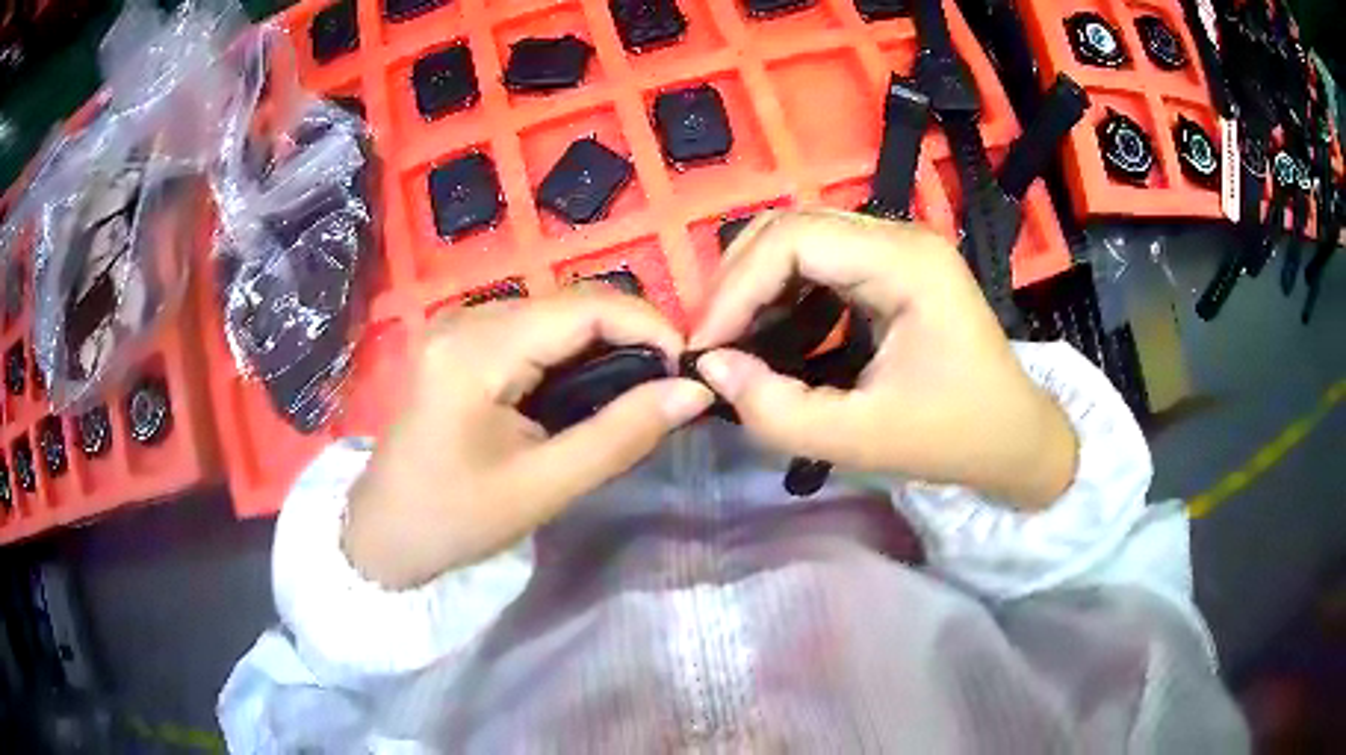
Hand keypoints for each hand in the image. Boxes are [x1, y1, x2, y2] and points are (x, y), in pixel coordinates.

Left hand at [344, 290, 713, 588]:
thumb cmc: (455, 517)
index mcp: (478, 348)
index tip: (690, 369)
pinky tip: (592, 387)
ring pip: (558, 312)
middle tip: (671, 385)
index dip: (649, 326)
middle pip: (573, 303)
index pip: (585, 307)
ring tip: (641, 388)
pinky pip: (535, 329)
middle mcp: (468, 317)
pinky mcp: (463, 339)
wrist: (385, 530)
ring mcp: (461, 323)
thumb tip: (694, 391)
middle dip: (633, 335)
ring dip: (607, 342)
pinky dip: (575, 351)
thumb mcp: (544, 485)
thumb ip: (622, 434)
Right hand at [690, 208, 1076, 508]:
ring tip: (731, 338)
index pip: (794, 239)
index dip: (736, 287)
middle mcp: (899, 236)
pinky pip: (819, 261)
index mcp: (906, 262)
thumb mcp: (863, 439)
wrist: (1015, 437)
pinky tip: (769, 330)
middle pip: (792, 226)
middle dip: (738, 281)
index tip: (705, 347)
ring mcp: (897, 246)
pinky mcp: (892, 266)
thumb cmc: (954, 437)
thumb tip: (711, 368)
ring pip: (799, 238)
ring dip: (755, 283)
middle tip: (711, 342)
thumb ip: (778, 411)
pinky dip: (781, 291)